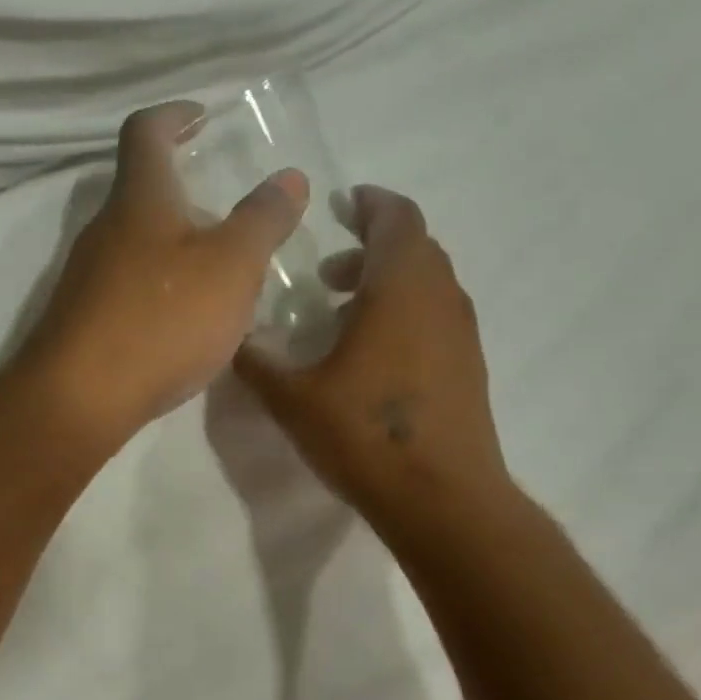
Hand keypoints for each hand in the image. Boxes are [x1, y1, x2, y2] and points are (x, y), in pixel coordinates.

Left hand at [20, 100, 309, 448]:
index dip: (174, 115)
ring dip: (174, 247)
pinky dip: (159, 289)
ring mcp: (86, 278)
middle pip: (141, 192)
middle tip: (227, 212)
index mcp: (140, 199)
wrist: (82, 397)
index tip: (202, 116)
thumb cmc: (162, 319)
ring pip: (135, 245)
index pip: (146, 132)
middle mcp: (104, 229)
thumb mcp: (232, 266)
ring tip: (218, 272)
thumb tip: (289, 178)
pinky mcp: (83, 321)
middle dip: (184, 192)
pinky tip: (184, 322)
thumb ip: (263, 220)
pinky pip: (127, 289)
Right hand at [234, 185, 511, 538]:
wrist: (441, 497)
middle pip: (414, 247)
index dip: (369, 203)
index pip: (396, 218)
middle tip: (328, 270)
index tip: (342, 202)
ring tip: (342, 312)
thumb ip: (257, 363)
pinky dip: (405, 313)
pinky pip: (436, 316)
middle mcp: (440, 298)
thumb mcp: (293, 399)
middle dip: (371, 246)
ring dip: (388, 282)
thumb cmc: (365, 435)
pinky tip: (372, 354)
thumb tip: (231, 340)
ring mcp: (462, 333)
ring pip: (427, 283)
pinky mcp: (469, 366)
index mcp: (400, 287)